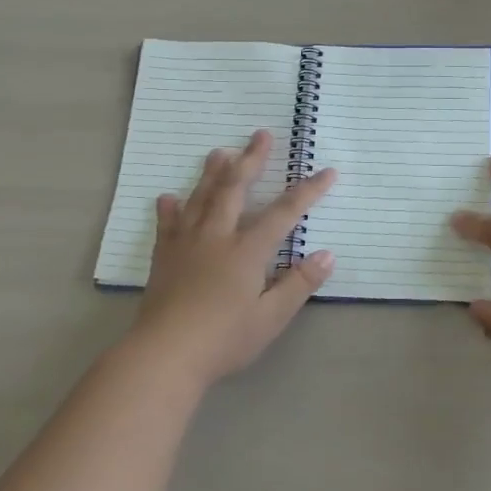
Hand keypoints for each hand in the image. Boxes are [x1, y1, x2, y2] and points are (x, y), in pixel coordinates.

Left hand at [130, 130, 336, 386]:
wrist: (165, 355)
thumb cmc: (224, 339)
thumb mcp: (271, 318)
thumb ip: (299, 284)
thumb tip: (327, 254)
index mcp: (246, 251)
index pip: (283, 212)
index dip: (307, 191)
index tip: (327, 171)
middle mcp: (216, 236)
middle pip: (235, 189)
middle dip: (251, 160)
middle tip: (260, 134)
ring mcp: (186, 244)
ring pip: (201, 197)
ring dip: (213, 173)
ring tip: (220, 151)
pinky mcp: (163, 257)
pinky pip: (167, 224)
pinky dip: (170, 208)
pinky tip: (168, 197)